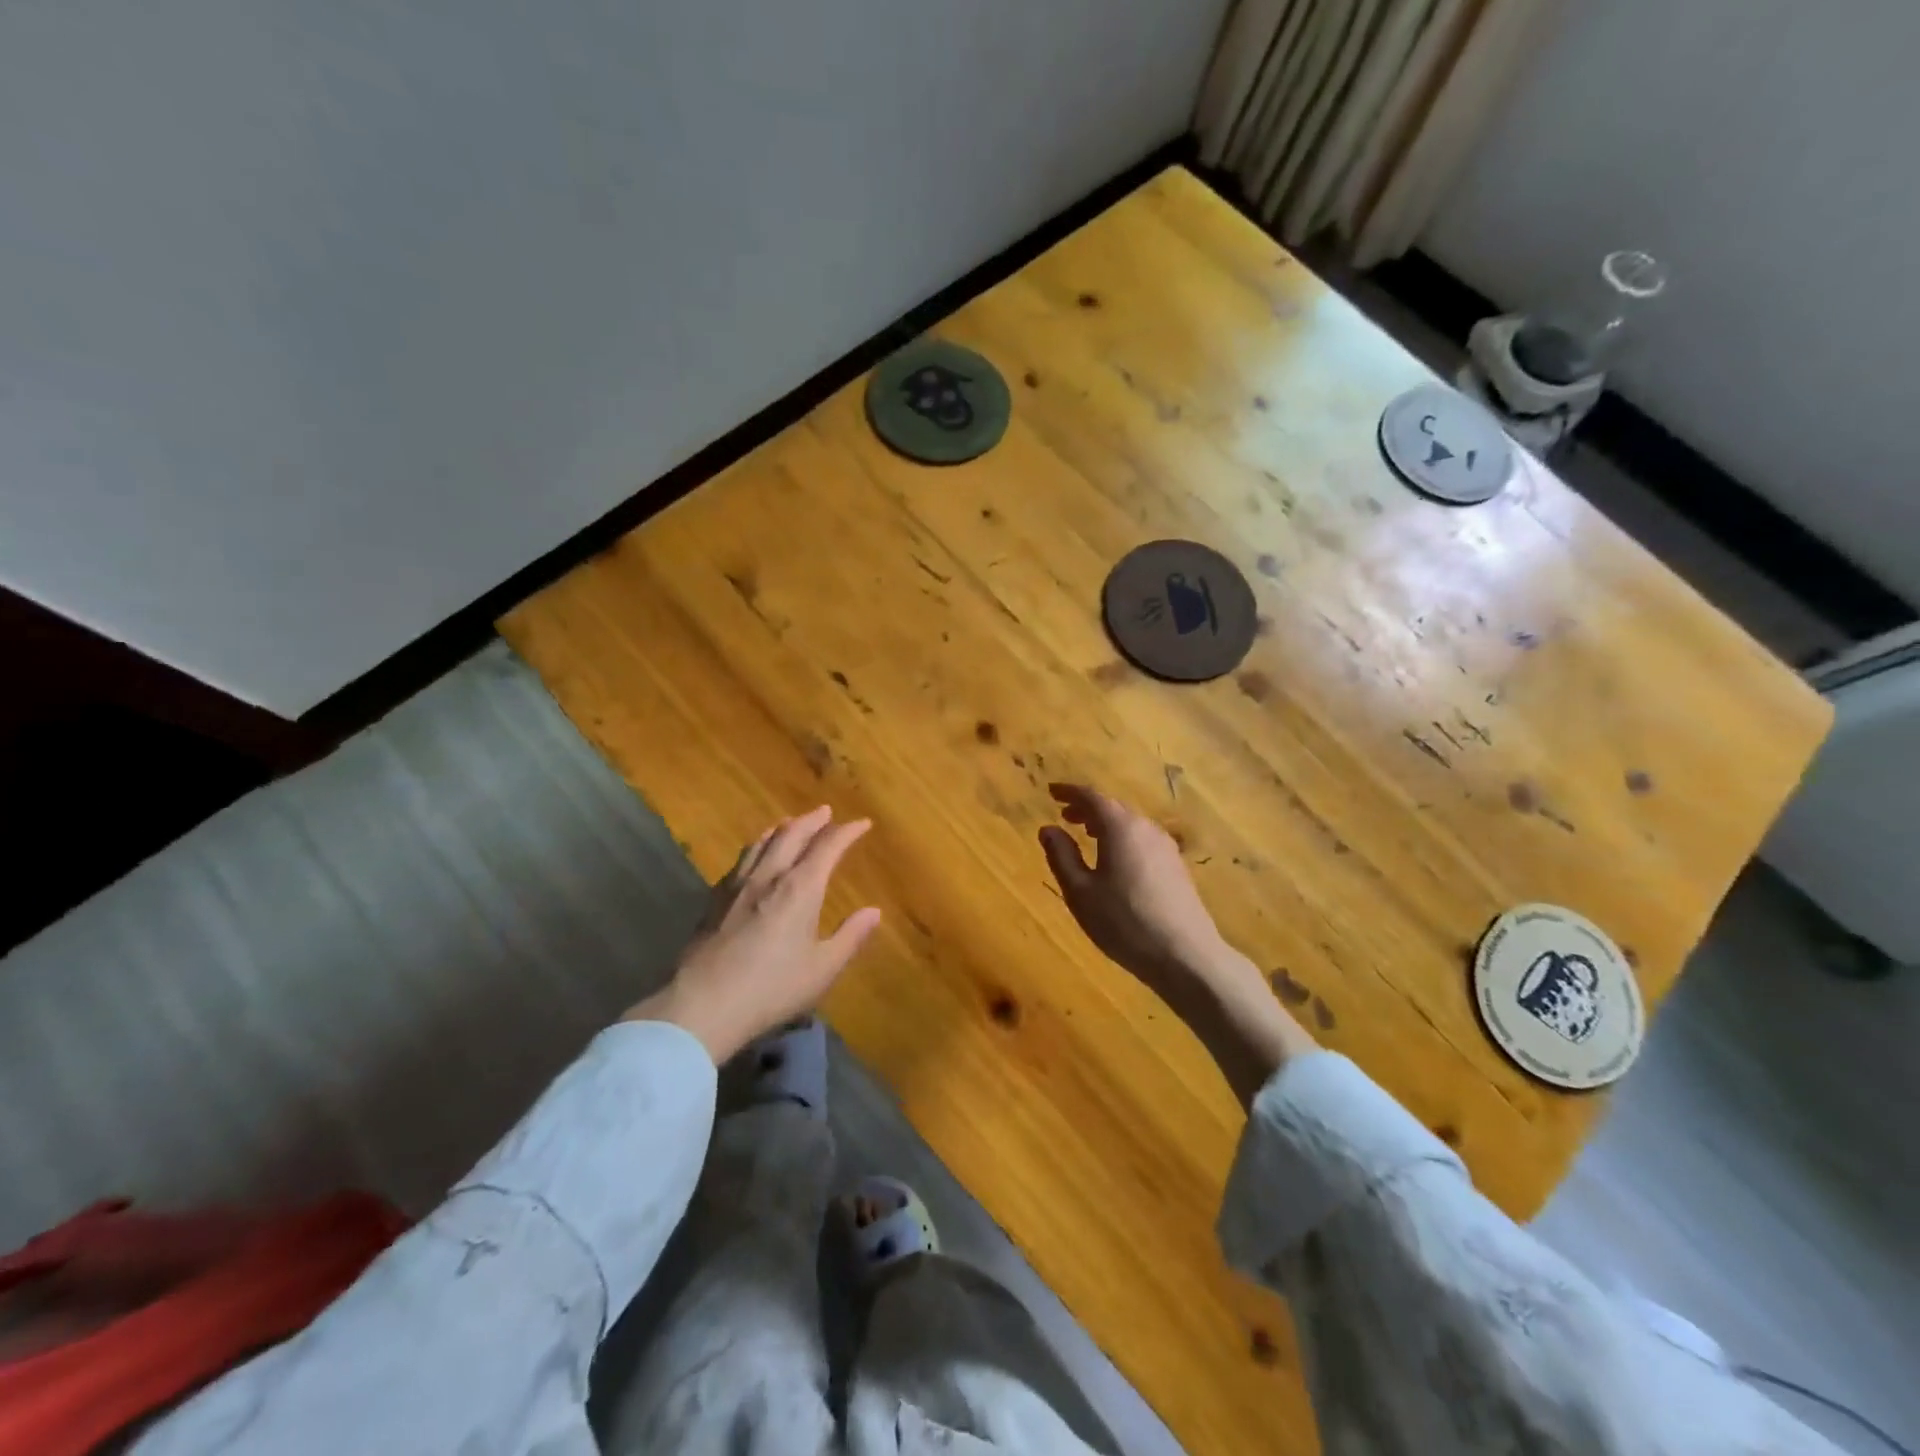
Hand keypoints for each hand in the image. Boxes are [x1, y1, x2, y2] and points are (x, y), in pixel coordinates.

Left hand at [626, 806, 881, 1062]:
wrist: (703, 1005)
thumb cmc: (771, 989)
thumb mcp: (822, 969)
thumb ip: (850, 937)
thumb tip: (874, 911)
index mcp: (800, 888)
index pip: (828, 846)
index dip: (847, 832)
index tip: (862, 823)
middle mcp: (769, 876)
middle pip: (791, 834)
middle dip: (812, 820)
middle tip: (825, 812)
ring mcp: (737, 885)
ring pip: (761, 842)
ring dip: (781, 828)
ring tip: (789, 824)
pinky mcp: (714, 900)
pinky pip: (740, 860)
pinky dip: (755, 848)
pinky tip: (753, 858)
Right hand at [1038, 783, 1315, 1105]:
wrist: (1185, 955)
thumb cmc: (1124, 921)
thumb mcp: (1080, 892)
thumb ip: (1062, 856)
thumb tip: (1049, 829)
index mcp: (1121, 827)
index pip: (1092, 797)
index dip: (1070, 792)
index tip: (1051, 791)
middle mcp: (1146, 828)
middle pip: (1113, 807)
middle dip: (1087, 808)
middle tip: (1065, 814)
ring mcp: (1166, 847)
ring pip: (1130, 824)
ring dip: (1106, 824)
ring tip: (1086, 835)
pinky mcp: (1176, 867)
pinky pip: (1142, 839)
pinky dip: (1122, 838)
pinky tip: (1115, 860)